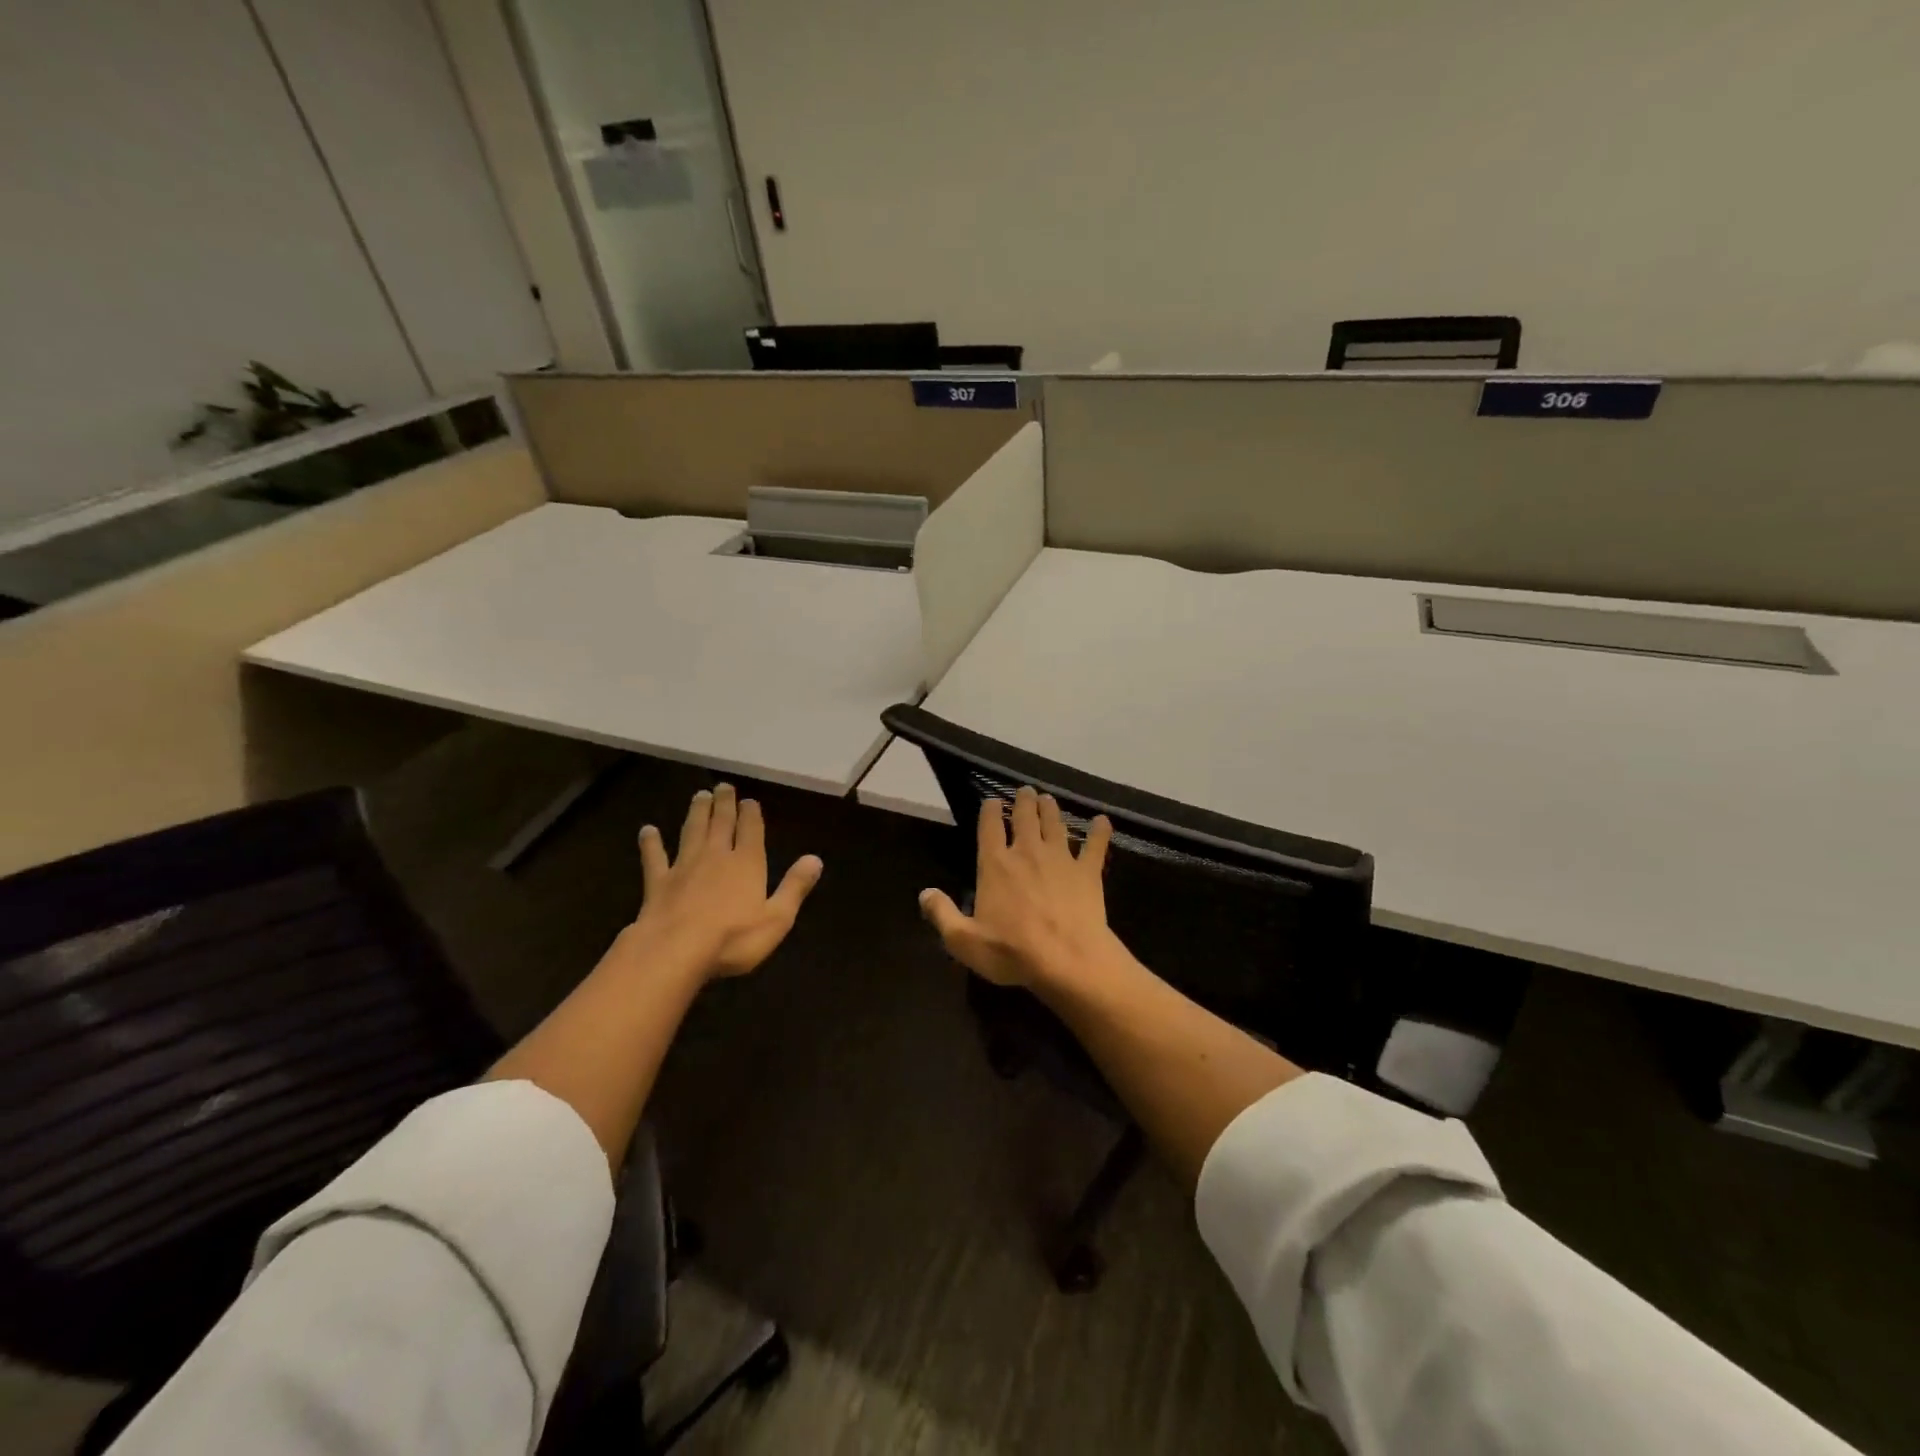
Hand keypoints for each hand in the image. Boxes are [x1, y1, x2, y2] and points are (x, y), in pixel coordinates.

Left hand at [626, 784, 823, 979]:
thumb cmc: (733, 938)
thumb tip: (815, 859)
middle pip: (721, 823)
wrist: (675, 950)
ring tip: (699, 796)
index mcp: (747, 863)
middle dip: (724, 804)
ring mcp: (684, 867)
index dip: (751, 814)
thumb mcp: (777, 918)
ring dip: (697, 813)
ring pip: (692, 831)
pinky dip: (651, 843)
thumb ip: (795, 887)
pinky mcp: (658, 882)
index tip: (749, 800)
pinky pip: (654, 858)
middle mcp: (716, 856)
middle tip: (723, 786)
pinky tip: (647, 831)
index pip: (751, 830)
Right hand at [919, 785, 1118, 990]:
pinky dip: (1100, 831)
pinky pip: (1095, 846)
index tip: (991, 800)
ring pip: (1055, 824)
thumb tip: (924, 893)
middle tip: (1025, 791)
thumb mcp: (964, 941)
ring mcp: (1061, 859)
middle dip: (1023, 801)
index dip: (989, 811)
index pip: (989, 827)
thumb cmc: (1012, 952)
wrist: (1068, 960)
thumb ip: (942, 914)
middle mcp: (1027, 852)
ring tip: (1048, 799)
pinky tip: (1103, 821)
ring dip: (1050, 809)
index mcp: (995, 865)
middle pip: (1025, 818)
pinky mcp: (1088, 872)